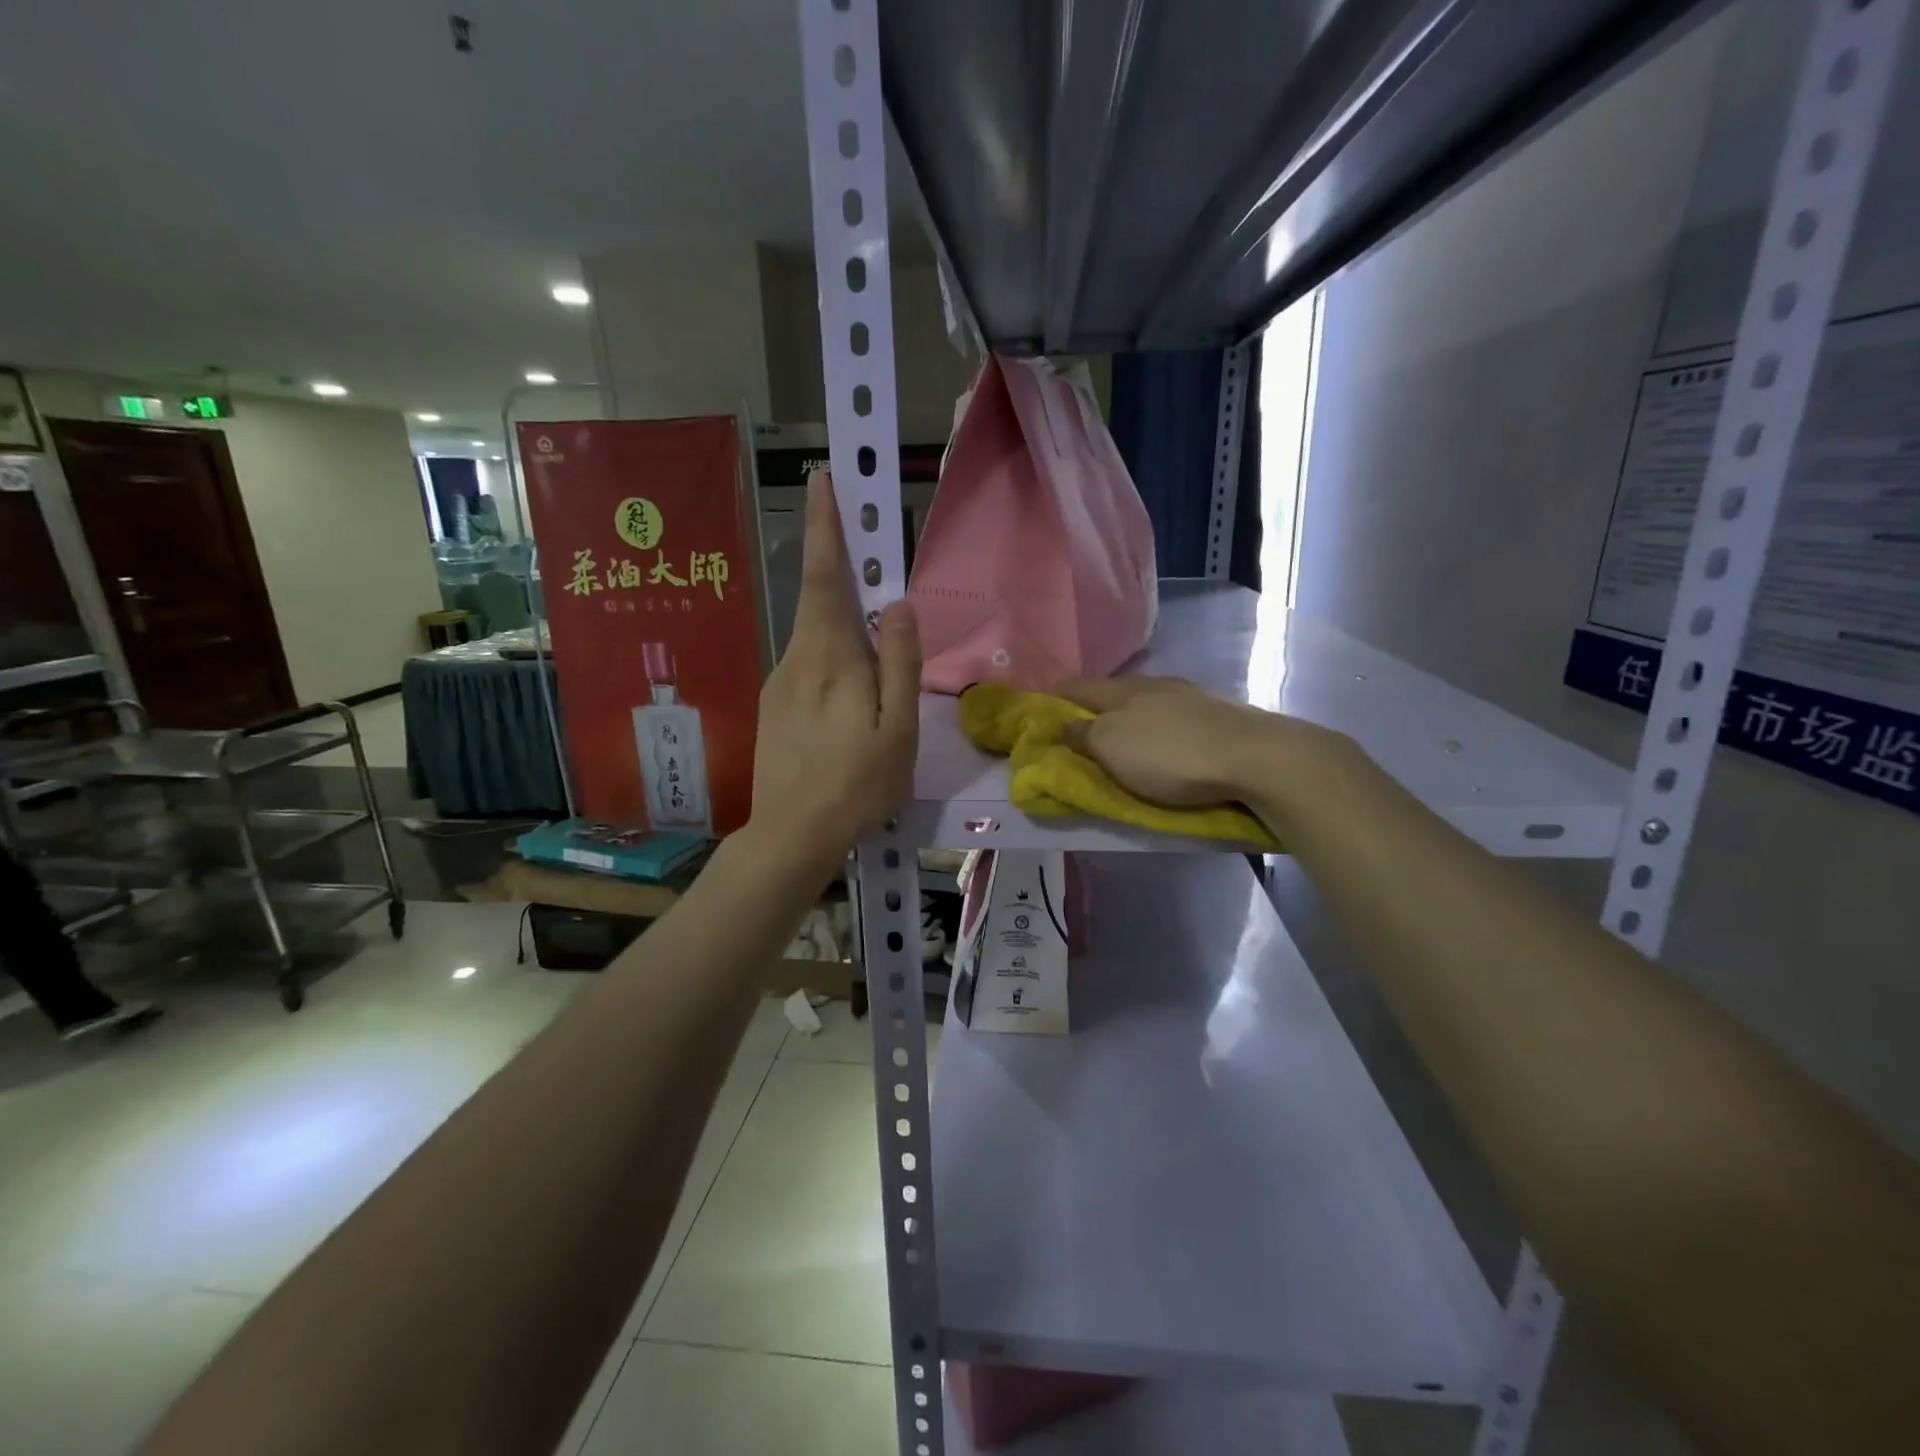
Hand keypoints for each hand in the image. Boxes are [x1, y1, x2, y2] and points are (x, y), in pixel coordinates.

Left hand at [747, 470, 919, 877]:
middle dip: (841, 568)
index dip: (827, 525)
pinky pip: (811, 665)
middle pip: (821, 600)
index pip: (826, 575)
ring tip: (875, 671)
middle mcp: (797, 656)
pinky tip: (851, 704)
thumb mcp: (896, 728)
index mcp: (829, 655)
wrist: (789, 837)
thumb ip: (898, 662)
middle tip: (872, 561)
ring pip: (818, 636)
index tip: (823, 476)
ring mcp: (780, 681)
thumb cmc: (855, 785)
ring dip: (845, 628)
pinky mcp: (775, 705)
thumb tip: (896, 604)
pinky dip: (835, 661)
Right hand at [1056, 676, 1351, 833]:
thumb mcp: (1111, 748)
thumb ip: (1082, 736)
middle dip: (1092, 708)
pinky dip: (1157, 728)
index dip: (1053, 698)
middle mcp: (1153, 685)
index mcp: (1121, 690)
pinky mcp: (1217, 716)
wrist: (1253, 757)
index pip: (1076, 687)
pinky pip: (1173, 718)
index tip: (1037, 711)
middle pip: (1111, 692)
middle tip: (1077, 730)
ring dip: (1128, 717)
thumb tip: (1063, 726)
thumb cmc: (1169, 754)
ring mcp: (1189, 697)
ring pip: (1145, 703)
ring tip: (1120, 737)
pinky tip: (1163, 741)